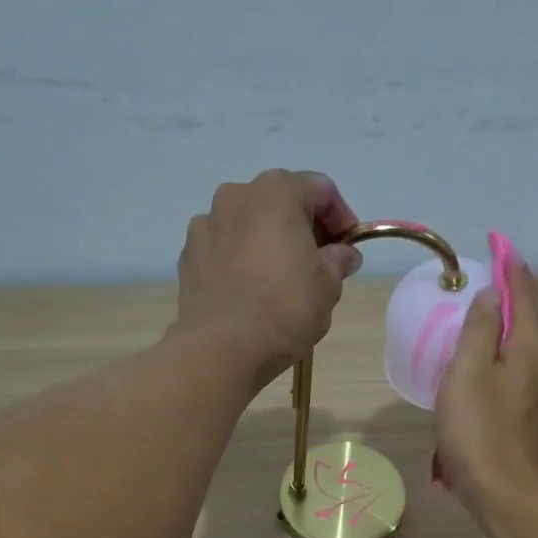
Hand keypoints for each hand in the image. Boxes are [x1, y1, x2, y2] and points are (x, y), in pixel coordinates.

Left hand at [176, 169, 363, 385]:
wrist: (222, 347)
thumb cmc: (285, 308)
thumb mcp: (328, 285)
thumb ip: (338, 260)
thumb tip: (343, 254)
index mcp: (277, 192)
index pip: (322, 190)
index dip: (342, 218)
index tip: (349, 249)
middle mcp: (236, 195)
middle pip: (281, 201)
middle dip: (304, 227)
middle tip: (319, 263)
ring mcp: (206, 223)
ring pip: (249, 223)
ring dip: (269, 241)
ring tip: (281, 278)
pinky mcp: (188, 254)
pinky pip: (224, 247)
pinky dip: (241, 259)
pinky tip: (251, 290)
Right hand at [435, 259, 537, 513]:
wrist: (504, 491)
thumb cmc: (478, 429)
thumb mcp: (467, 372)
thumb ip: (479, 328)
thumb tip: (492, 293)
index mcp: (531, 346)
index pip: (524, 292)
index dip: (510, 265)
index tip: (498, 243)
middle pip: (535, 313)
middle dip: (519, 287)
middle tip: (499, 266)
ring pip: (531, 339)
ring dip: (515, 316)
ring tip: (494, 303)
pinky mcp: (535, 410)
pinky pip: (525, 362)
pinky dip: (512, 344)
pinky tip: (495, 352)